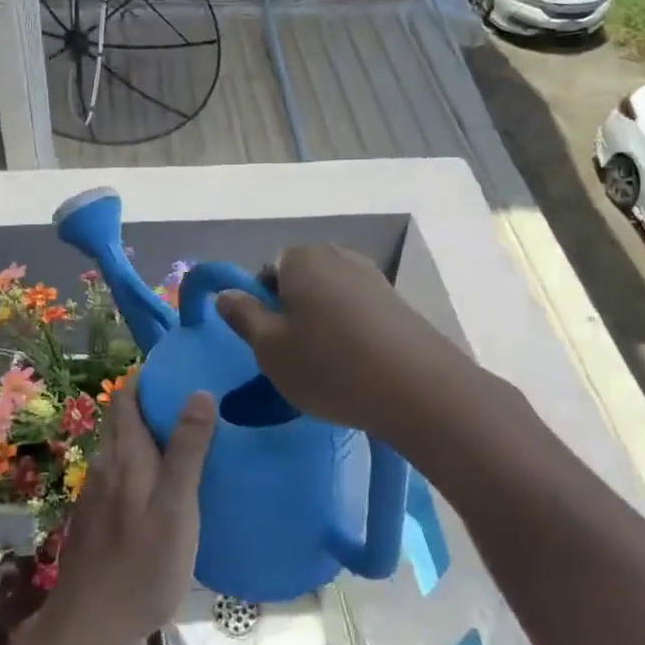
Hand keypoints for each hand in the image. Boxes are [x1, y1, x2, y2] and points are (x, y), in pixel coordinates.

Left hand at [48, 377, 214, 644]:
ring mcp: (94, 493)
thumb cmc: (142, 564)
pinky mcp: (93, 518)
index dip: (147, 379)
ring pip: (119, 448)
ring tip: (182, 441)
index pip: (126, 397)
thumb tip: (198, 392)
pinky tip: (158, 487)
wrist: (89, 623)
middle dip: (149, 404)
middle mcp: (104, 465)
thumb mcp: (177, 507)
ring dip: (144, 435)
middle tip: (190, 403)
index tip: (178, 371)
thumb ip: (187, 450)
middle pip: (121, 419)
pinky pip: (117, 475)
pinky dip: (137, 465)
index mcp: (125, 455)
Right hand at [215, 244, 450, 437]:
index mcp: (301, 258)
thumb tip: (225, 294)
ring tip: (326, 365)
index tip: (267, 340)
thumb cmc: (329, 366)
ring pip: (330, 297)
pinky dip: (351, 332)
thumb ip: (243, 316)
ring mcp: (373, 277)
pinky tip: (356, 365)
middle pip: (300, 280)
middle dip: (292, 311)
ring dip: (322, 323)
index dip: (261, 304)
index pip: (266, 270)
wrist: (418, 389)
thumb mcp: (269, 348)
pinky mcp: (398, 303)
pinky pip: (359, 311)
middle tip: (292, 355)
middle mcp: (338, 256)